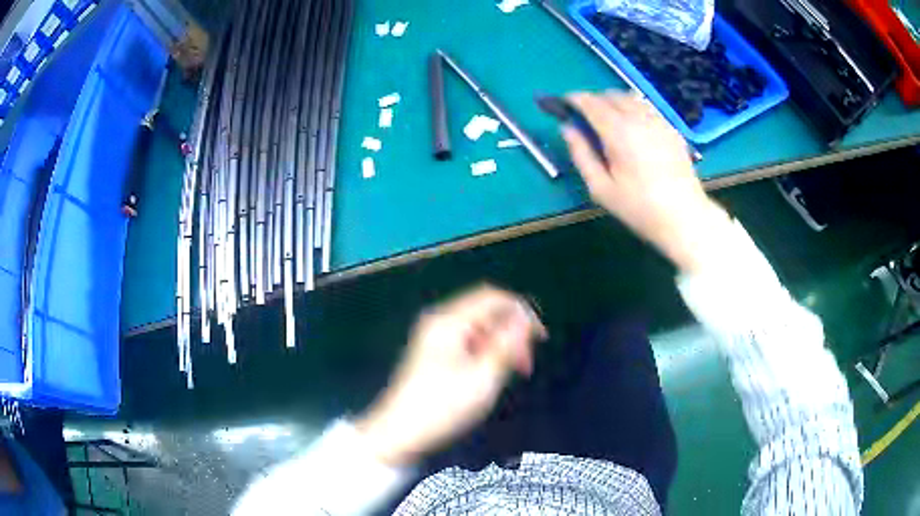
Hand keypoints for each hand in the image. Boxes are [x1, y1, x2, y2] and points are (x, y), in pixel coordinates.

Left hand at [355, 285, 546, 466]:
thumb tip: (525, 319)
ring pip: (480, 328)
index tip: (540, 339)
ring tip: (513, 373)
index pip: (493, 297)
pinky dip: (486, 352)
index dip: (521, 311)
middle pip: (486, 311)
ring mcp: (435, 337)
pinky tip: (493, 374)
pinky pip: (468, 341)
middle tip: (524, 366)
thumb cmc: (441, 408)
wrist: (399, 433)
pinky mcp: (434, 352)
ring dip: (501, 344)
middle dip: (511, 332)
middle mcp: (440, 322)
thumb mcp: (481, 379)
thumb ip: (506, 345)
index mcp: (448, 322)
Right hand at [563, 92, 730, 273]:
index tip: (564, 105)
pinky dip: (633, 110)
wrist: (684, 217)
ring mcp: (658, 121)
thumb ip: (581, 154)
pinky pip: (647, 108)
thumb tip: (567, 128)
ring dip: (614, 103)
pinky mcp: (671, 129)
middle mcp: (639, 119)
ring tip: (609, 122)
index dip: (574, 99)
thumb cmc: (639, 208)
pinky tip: (634, 130)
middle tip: (586, 119)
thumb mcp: (601, 188)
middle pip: (610, 95)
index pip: (591, 103)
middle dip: (594, 101)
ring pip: (630, 98)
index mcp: (618, 132)